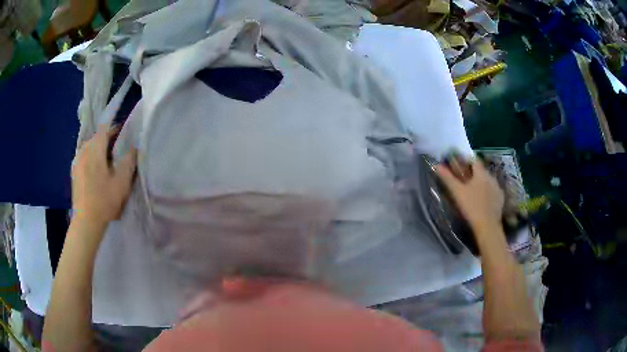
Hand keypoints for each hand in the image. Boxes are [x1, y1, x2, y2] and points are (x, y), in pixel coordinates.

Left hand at [72, 124, 136, 228]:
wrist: (86, 221)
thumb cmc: (104, 200)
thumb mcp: (122, 182)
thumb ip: (128, 161)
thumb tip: (133, 148)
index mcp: (95, 150)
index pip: (104, 129)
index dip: (114, 128)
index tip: (122, 133)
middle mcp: (83, 151)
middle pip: (95, 138)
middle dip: (106, 140)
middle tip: (116, 150)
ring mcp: (76, 162)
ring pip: (88, 148)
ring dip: (97, 150)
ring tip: (105, 162)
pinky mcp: (74, 173)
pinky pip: (83, 158)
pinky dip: (90, 159)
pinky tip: (94, 172)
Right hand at [436, 159, 503, 234]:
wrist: (487, 225)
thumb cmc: (471, 207)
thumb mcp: (457, 192)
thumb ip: (448, 178)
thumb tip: (437, 165)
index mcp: (481, 173)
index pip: (474, 160)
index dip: (467, 161)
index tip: (460, 167)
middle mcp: (491, 177)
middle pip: (481, 171)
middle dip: (474, 174)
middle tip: (465, 182)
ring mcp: (497, 188)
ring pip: (488, 181)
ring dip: (482, 183)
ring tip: (474, 192)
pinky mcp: (501, 198)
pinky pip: (494, 191)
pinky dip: (489, 193)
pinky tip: (483, 201)